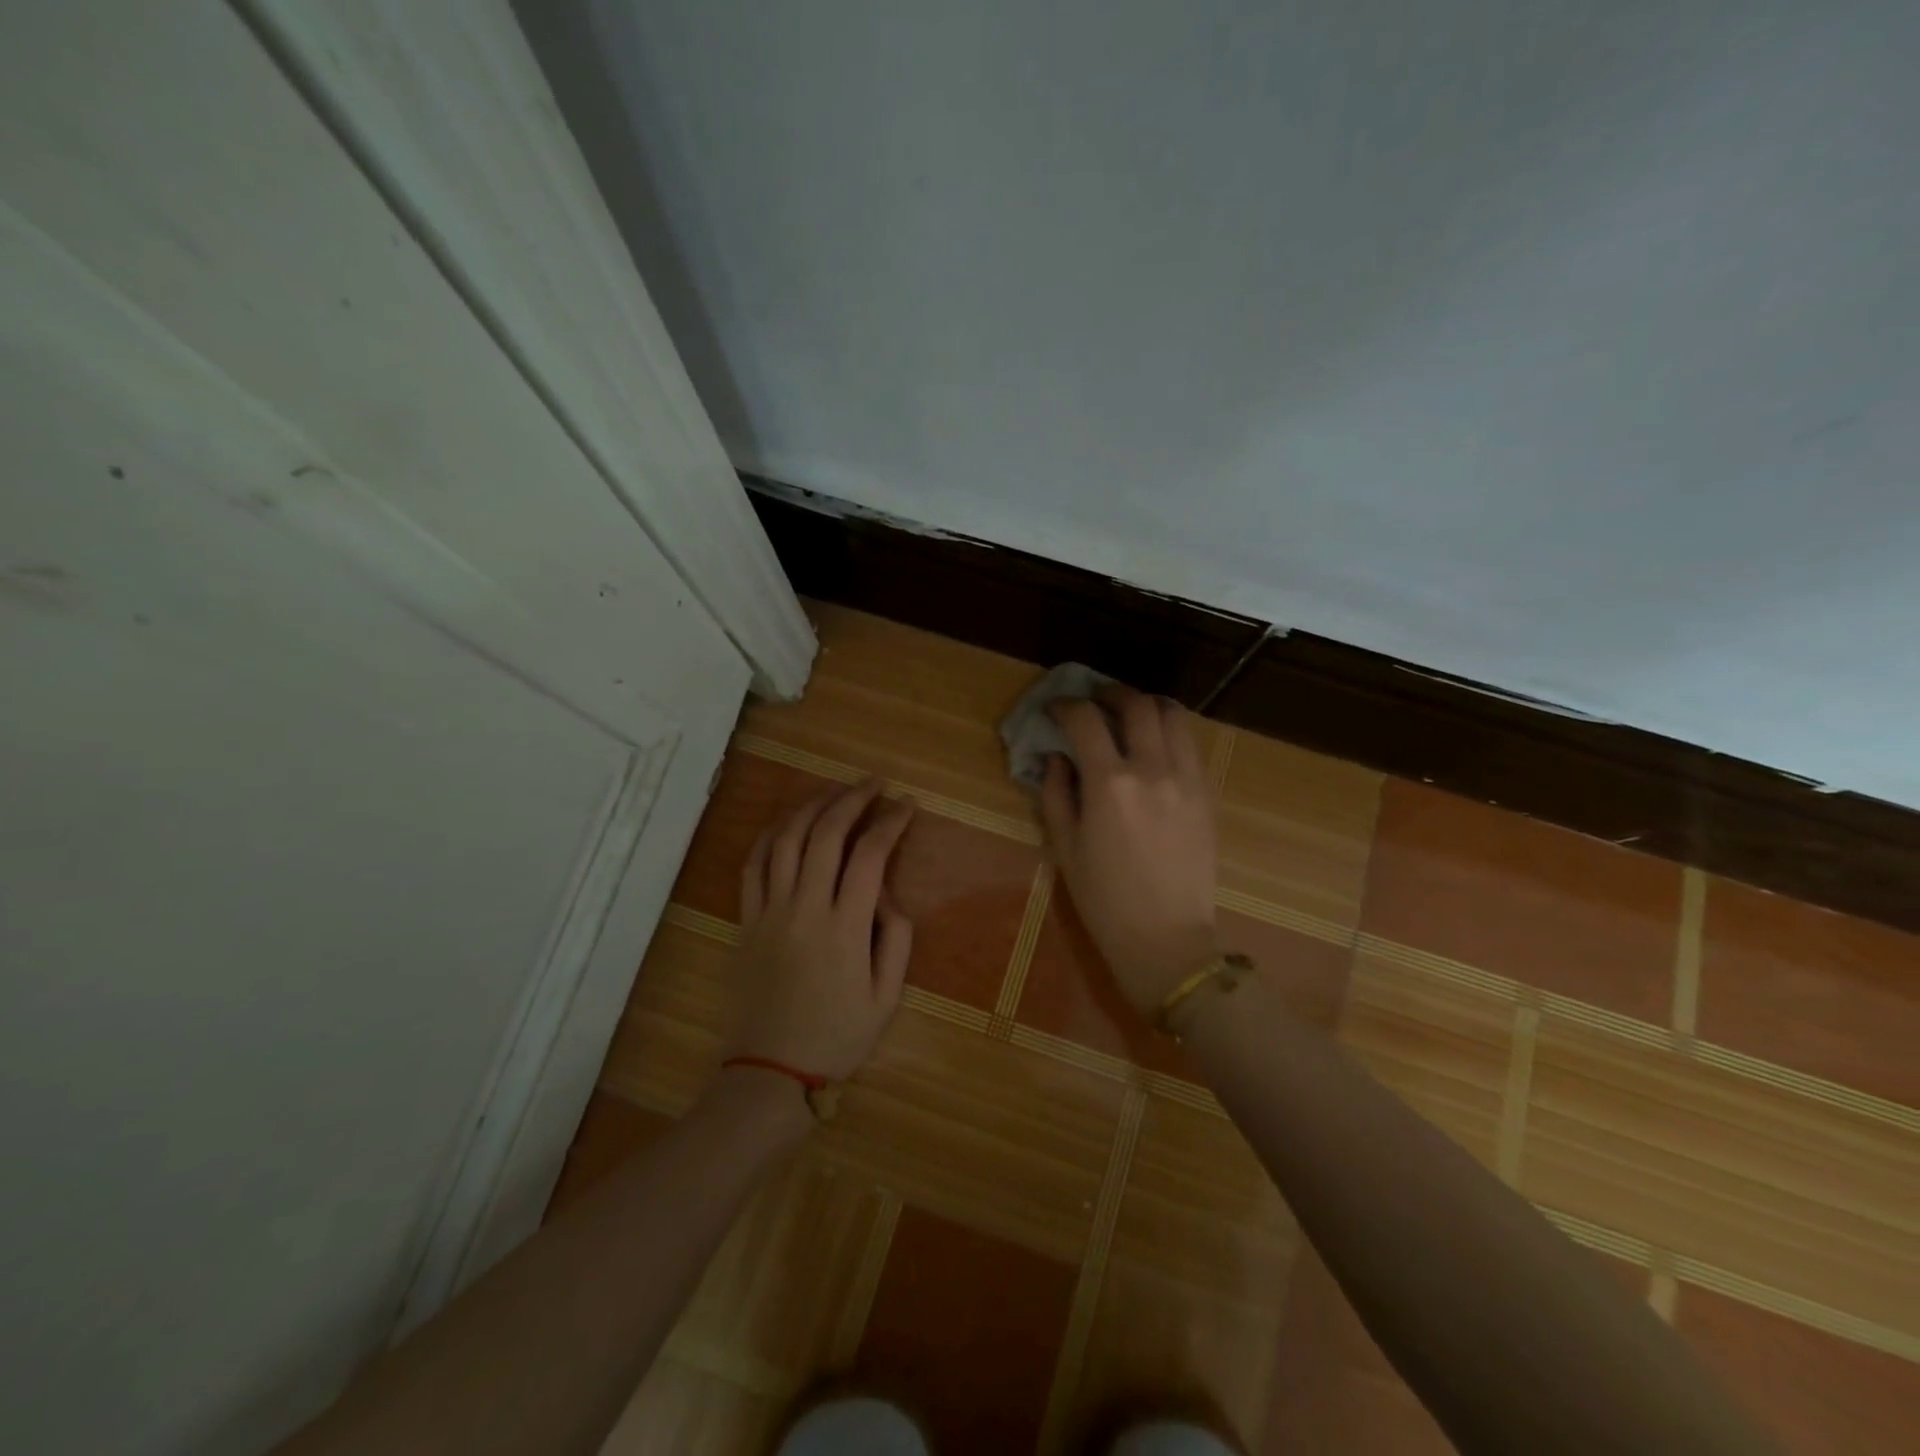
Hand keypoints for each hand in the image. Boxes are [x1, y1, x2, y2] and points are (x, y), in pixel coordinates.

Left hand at [726, 780, 915, 1081]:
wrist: (769, 1072)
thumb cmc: (837, 1036)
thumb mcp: (887, 997)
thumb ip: (896, 938)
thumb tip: (887, 894)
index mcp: (845, 927)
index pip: (870, 855)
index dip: (890, 822)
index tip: (907, 805)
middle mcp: (805, 907)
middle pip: (826, 834)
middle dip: (852, 799)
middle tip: (873, 784)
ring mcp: (769, 911)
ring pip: (786, 839)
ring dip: (812, 806)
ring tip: (833, 791)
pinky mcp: (745, 920)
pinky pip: (753, 864)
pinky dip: (771, 834)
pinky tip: (788, 822)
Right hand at [1039, 687, 1217, 1014]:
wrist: (1166, 938)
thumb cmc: (1104, 899)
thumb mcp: (1064, 848)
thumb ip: (1055, 793)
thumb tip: (1056, 757)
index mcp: (1110, 784)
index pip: (1085, 719)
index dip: (1065, 706)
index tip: (1054, 709)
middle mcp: (1152, 769)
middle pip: (1136, 704)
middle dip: (1109, 694)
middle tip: (1093, 701)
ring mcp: (1186, 779)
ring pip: (1173, 715)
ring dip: (1146, 705)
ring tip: (1129, 716)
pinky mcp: (1206, 793)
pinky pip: (1190, 745)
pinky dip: (1169, 732)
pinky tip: (1154, 748)